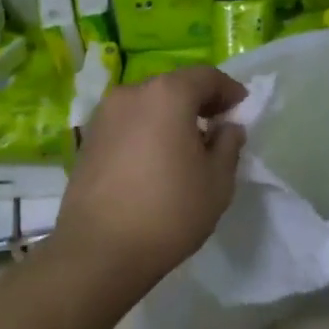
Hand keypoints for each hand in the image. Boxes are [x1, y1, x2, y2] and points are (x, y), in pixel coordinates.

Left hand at [55, 66, 246, 292]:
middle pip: (173, 87)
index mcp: (167, 95)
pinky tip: (155, 162)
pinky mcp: (87, 140)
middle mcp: (130, 94)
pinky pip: (127, 124)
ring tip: (185, 148)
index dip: (228, 90)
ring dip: (169, 117)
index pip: (206, 77)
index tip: (241, 109)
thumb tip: (227, 127)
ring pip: (147, 105)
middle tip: (216, 128)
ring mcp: (103, 116)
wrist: (99, 251)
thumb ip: (228, 145)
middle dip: (198, 102)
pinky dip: (146, 131)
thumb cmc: (169, 212)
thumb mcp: (218, 181)